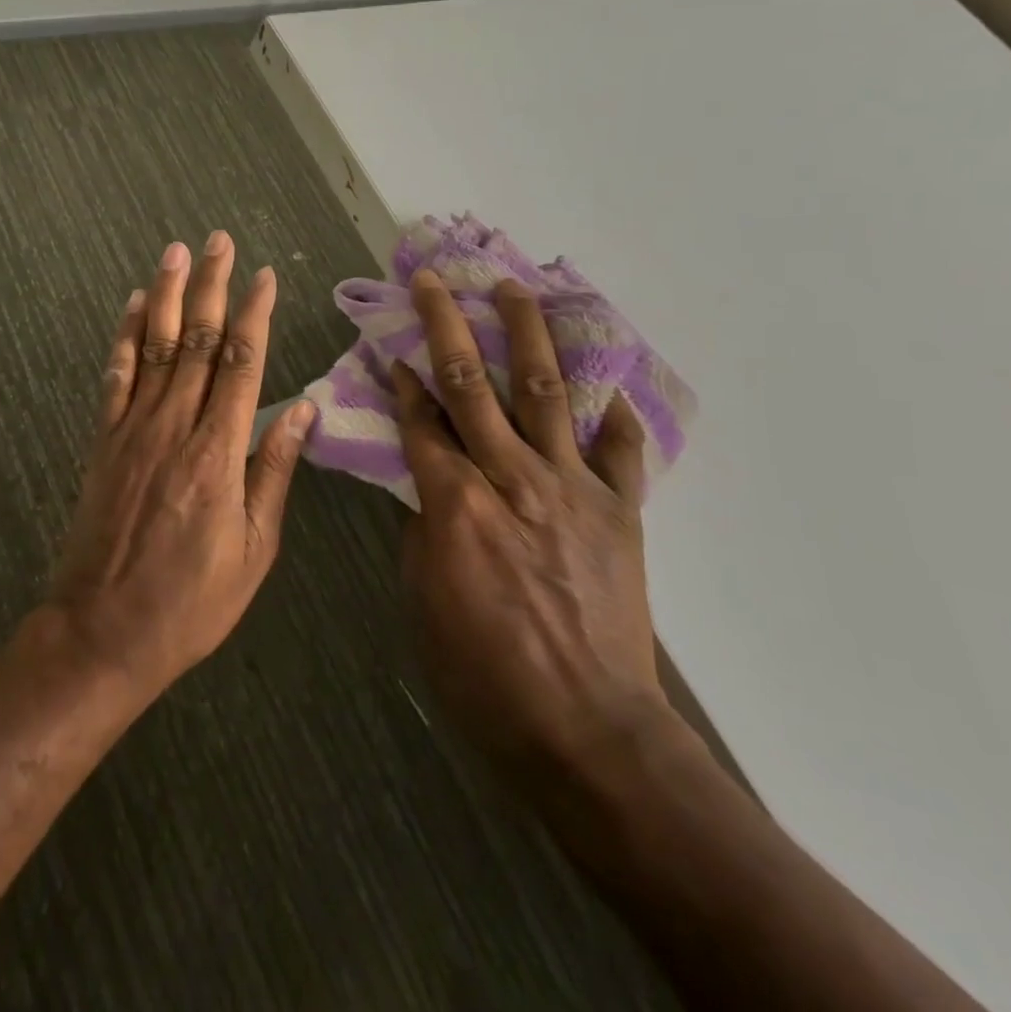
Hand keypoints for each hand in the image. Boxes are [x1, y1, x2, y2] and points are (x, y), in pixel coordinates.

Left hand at [46, 232, 315, 702]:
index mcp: (218, 453)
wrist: (103, 632)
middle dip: (211, 286)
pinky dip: (123, 336)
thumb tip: (301, 409)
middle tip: (217, 241)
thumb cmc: (191, 600)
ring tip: (174, 252)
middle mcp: (174, 427)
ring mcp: (132, 430)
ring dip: (166, 295)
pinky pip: (115, 377)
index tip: (266, 275)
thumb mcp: (253, 548)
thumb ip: (274, 471)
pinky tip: (131, 306)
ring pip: (154, 347)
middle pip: (197, 341)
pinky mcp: (103, 442)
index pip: (242, 364)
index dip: (256, 314)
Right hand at [393, 269, 668, 779]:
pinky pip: (617, 452)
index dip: (402, 382)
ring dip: (526, 335)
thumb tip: (431, 488)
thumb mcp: (424, 598)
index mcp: (455, 502)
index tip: (390, 347)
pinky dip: (612, 416)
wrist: (587, 729)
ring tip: (514, 289)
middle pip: (473, 386)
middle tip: (435, 282)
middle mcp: (512, 478)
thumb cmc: (482, 672)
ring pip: (545, 393)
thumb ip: (425, 528)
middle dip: (447, 327)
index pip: (421, 422)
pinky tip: (609, 387)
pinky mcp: (620, 512)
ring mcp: (572, 489)